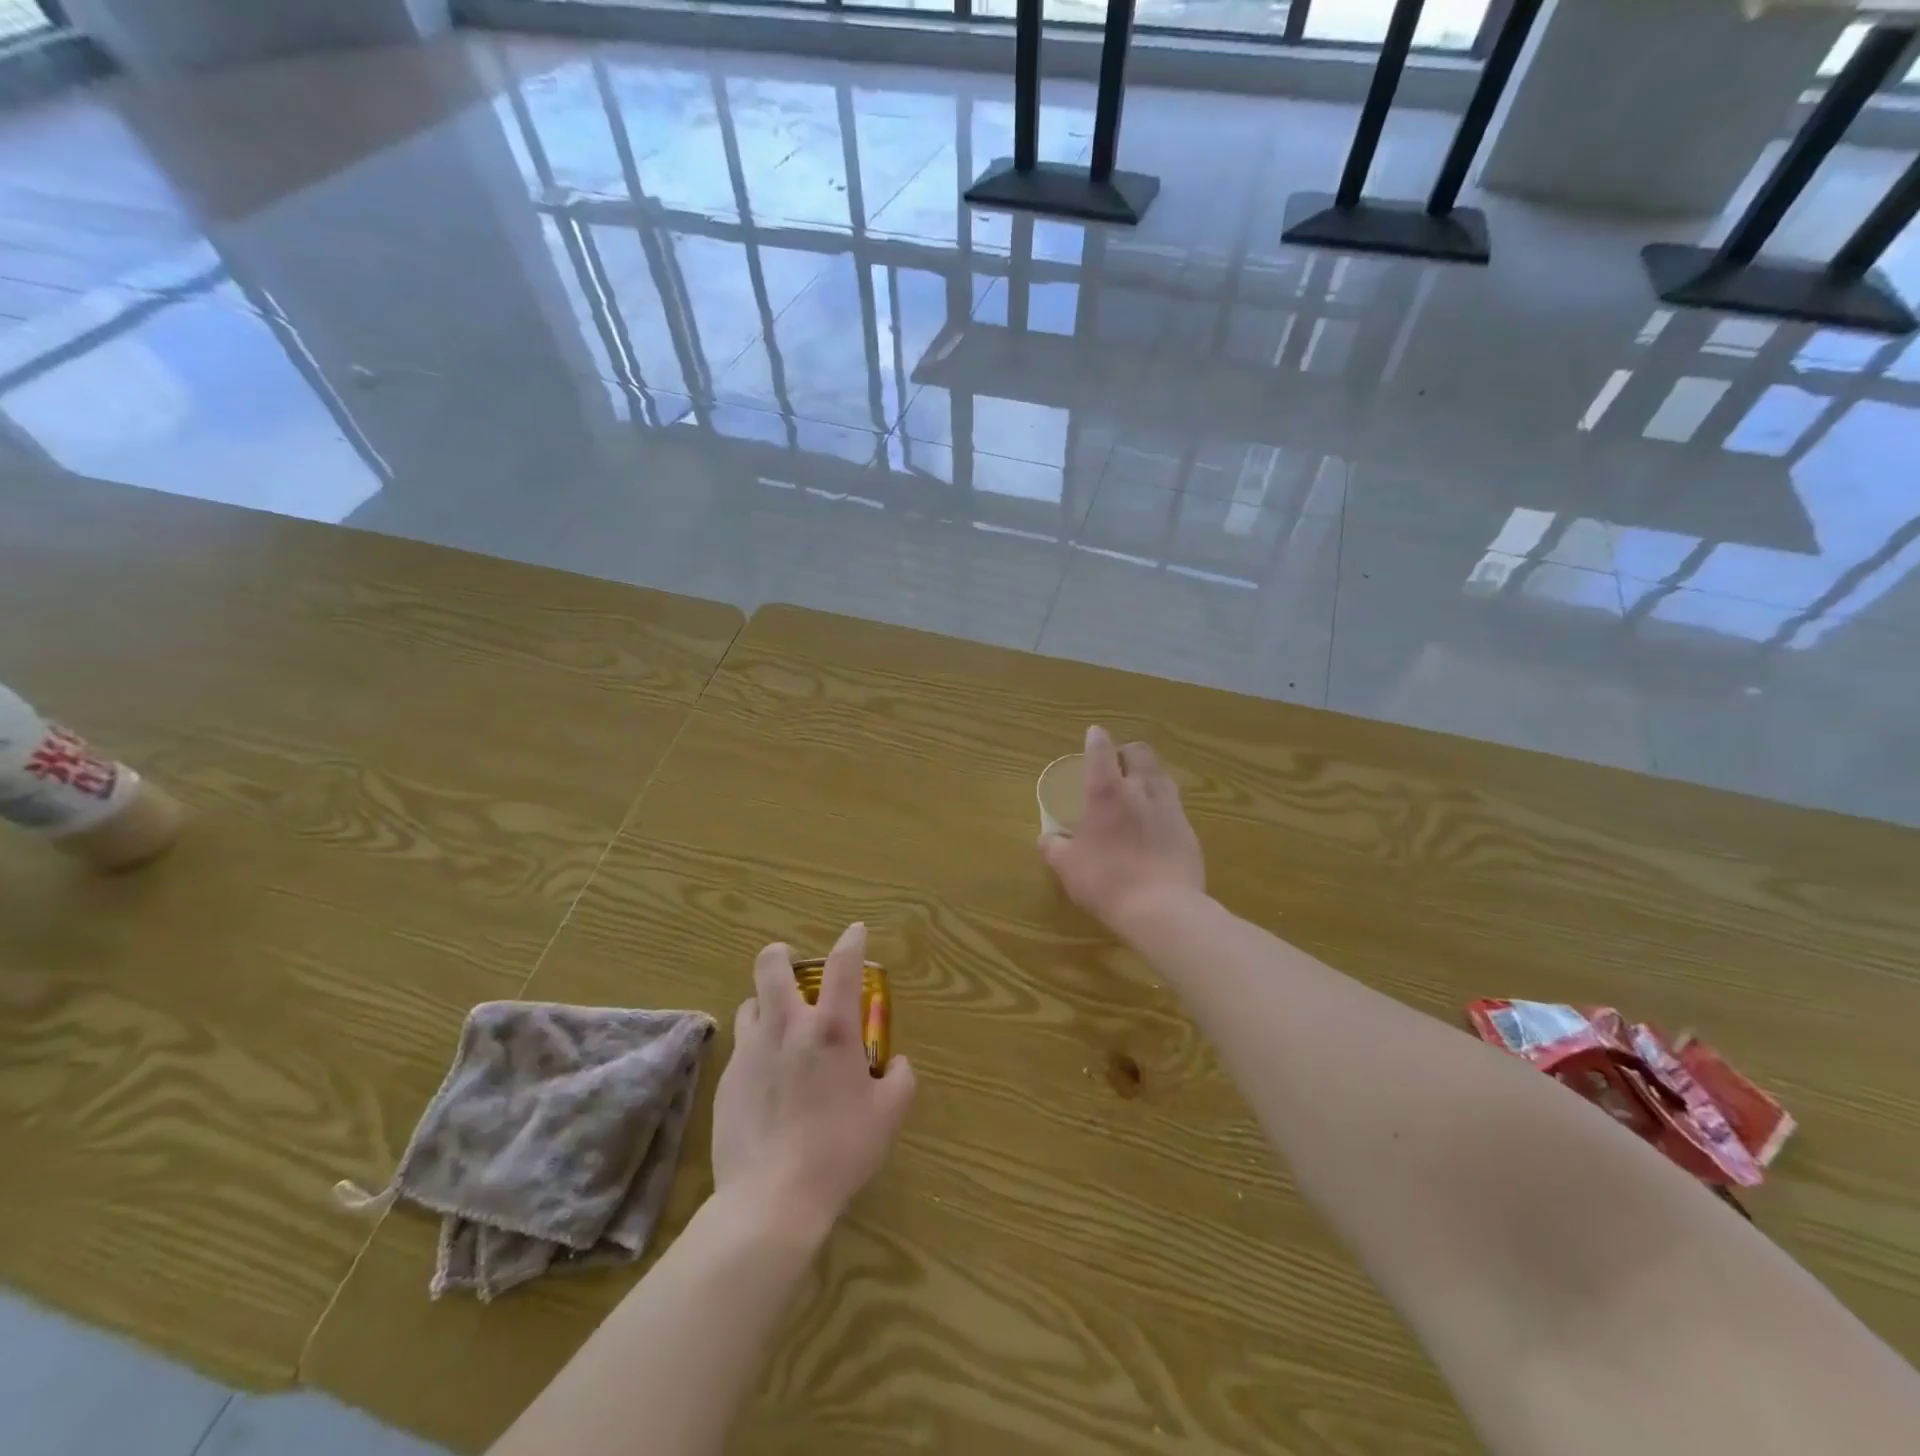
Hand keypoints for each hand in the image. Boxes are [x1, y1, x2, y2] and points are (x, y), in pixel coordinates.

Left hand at [711, 923, 916, 1237]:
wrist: (772, 1200)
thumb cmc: (840, 1151)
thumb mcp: (888, 1116)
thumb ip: (899, 1079)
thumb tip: (896, 1063)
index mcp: (831, 1028)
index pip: (842, 965)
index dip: (851, 940)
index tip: (855, 930)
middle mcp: (787, 1026)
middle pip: (772, 964)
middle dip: (783, 955)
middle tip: (795, 968)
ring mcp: (751, 1051)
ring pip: (750, 1002)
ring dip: (766, 1003)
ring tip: (779, 1026)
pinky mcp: (727, 1079)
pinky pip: (741, 1046)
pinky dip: (756, 1047)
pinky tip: (766, 1079)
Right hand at [1038, 724, 1205, 930]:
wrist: (1163, 909)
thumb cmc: (1106, 881)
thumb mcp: (1067, 867)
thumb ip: (1054, 847)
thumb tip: (1045, 838)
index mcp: (1106, 793)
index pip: (1101, 751)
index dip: (1096, 739)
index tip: (1094, 734)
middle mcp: (1140, 790)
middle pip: (1140, 753)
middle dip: (1127, 751)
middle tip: (1118, 762)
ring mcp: (1169, 808)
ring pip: (1162, 774)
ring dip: (1149, 773)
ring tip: (1139, 787)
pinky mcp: (1189, 830)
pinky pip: (1175, 804)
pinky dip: (1163, 803)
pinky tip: (1157, 821)